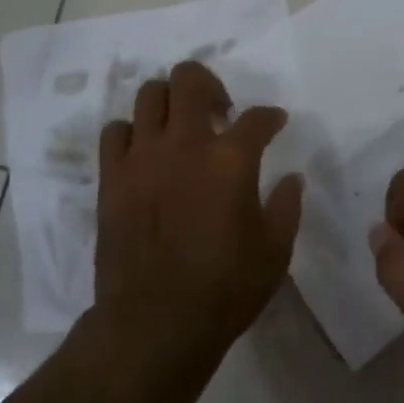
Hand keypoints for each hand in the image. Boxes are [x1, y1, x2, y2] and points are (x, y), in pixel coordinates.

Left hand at [95, 60, 304, 360]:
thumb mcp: (274, 251)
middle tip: (220, 110)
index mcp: (230, 160)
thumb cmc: (224, 288)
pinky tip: (145, 152)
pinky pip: (115, 131)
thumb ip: (286, 206)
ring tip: (180, 126)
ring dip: (169, 102)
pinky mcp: (112, 178)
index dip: (270, 117)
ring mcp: (142, 157)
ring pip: (149, 95)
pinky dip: (132, 132)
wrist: (155, 322)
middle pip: (189, 80)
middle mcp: (184, 145)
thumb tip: (291, 178)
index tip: (274, 123)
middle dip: (210, 84)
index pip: (257, 118)